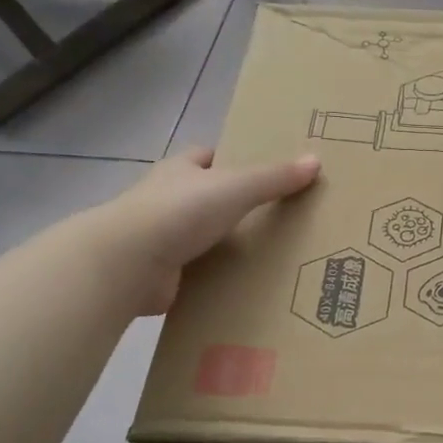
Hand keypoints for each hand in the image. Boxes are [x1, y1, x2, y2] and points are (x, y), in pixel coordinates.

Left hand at [82, 148, 320, 315]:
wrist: (127, 264)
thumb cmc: (179, 212)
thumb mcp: (235, 187)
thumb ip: (274, 177)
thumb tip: (316, 161)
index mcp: (180, 170)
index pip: (208, 156)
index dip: (233, 159)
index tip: (265, 171)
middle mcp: (168, 200)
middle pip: (208, 197)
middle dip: (236, 205)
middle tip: (280, 216)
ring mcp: (163, 238)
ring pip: (204, 236)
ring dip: (229, 244)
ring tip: (273, 254)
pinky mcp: (163, 274)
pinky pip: (200, 272)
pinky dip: (220, 277)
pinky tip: (248, 285)